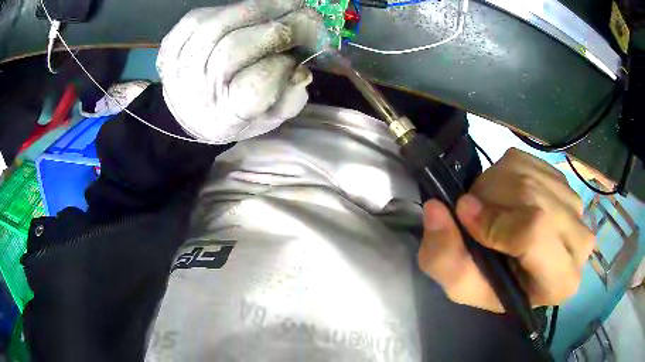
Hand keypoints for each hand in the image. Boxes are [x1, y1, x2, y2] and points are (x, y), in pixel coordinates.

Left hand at [157, 0, 323, 143]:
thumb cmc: (232, 112)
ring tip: (293, 6)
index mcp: (222, 115)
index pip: (254, 87)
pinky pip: (214, 11)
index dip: (283, 67)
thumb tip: (302, 71)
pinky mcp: (178, 35)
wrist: (186, 105)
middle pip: (235, 49)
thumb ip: (288, 101)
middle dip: (282, 29)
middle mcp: (197, 86)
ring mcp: (183, 57)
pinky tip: (263, 9)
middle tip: (311, 21)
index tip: (301, 60)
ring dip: (267, 9)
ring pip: (225, 23)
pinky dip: (246, 6)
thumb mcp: (265, 120)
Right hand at [418, 148, 594, 311]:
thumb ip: (444, 257)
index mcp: (561, 280)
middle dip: (492, 200)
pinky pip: (531, 162)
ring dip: (497, 185)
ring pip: (531, 175)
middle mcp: (580, 242)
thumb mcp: (461, 286)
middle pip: (533, 198)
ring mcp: (577, 207)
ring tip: (489, 207)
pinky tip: (506, 197)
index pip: (535, 232)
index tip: (464, 215)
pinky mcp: (566, 183)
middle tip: (474, 214)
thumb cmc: (495, 285)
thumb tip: (437, 208)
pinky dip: (507, 173)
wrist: (517, 266)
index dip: (495, 221)